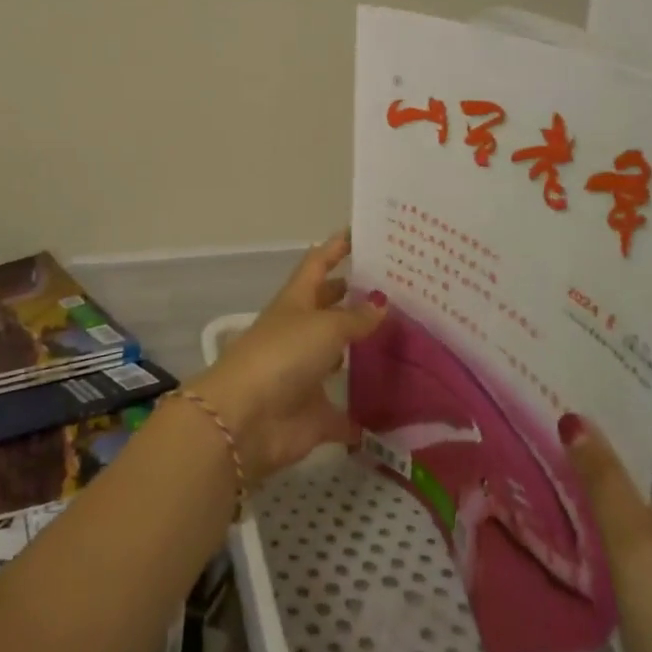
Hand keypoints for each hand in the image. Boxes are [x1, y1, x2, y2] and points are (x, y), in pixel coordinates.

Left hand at [189, 231, 384, 483]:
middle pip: (329, 308)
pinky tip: (396, 409)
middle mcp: (301, 333)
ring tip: (406, 343)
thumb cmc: (283, 355)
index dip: (336, 247)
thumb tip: (381, 302)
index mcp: (296, 301)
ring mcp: (306, 373)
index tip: (362, 232)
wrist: (245, 419)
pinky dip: (364, 414)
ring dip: (364, 352)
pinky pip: (345, 412)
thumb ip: (355, 317)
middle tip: (399, 291)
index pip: (318, 264)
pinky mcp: (314, 413)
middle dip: (355, 298)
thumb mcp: (324, 326)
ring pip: (339, 358)